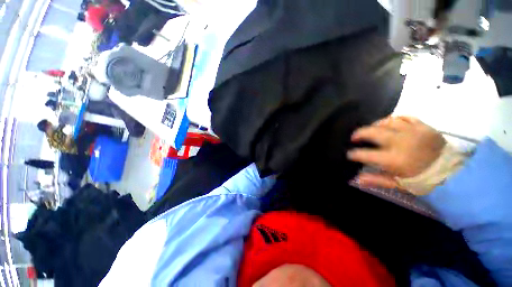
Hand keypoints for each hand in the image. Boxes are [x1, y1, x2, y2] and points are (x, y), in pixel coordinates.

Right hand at [347, 117, 445, 188]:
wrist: (452, 172)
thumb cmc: (422, 180)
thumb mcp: (398, 183)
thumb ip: (376, 180)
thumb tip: (357, 179)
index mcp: (394, 159)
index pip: (365, 154)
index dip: (354, 154)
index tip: (349, 154)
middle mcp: (400, 142)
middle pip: (373, 132)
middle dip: (359, 134)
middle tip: (354, 137)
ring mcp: (413, 132)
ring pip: (387, 121)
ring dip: (375, 125)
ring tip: (371, 129)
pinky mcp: (423, 127)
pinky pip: (405, 117)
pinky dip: (394, 119)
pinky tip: (390, 124)